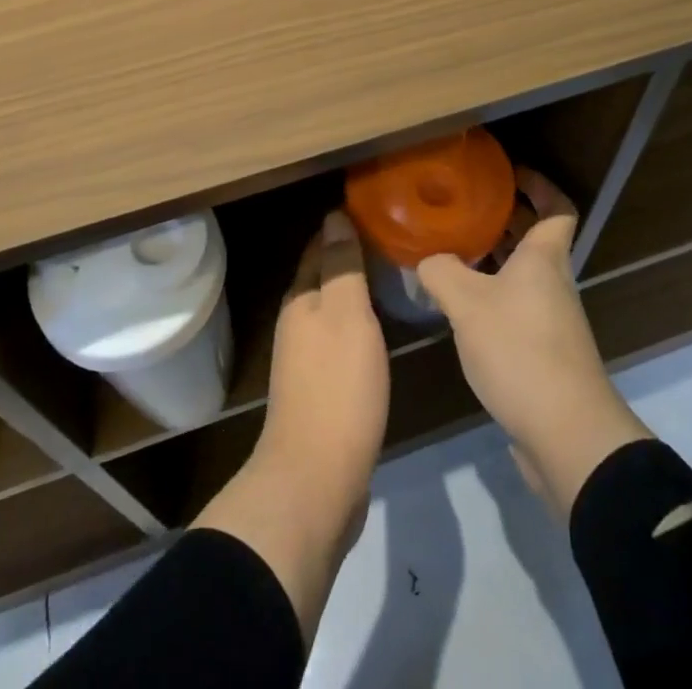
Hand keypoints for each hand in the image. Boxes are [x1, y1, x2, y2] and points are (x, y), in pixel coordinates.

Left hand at [193, 211, 388, 639]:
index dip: (342, 227)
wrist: (316, 481)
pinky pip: (340, 342)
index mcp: (301, 300)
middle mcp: (297, 324)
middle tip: (393, 242)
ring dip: (355, 293)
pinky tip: (380, 332)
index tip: (376, 211)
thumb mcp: (346, 315)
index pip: (319, 247)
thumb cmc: (337, 388)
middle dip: (350, 258)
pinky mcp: (320, 392)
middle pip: (323, 278)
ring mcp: (305, 360)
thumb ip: (342, 265)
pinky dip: (358, 326)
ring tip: (393, 280)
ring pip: (332, 311)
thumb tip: (334, 214)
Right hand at [417, 168, 649, 517]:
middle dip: (504, 218)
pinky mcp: (543, 352)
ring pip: (523, 274)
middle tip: (464, 207)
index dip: (539, 185)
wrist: (566, 434)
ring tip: (451, 250)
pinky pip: (516, 306)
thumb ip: (439, 272)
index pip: (557, 208)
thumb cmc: (521, 350)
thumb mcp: (466, 303)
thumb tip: (424, 259)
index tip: (509, 173)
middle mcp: (552, 282)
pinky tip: (459, 306)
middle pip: (536, 238)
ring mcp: (551, 319)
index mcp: (544, 258)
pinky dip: (492, 295)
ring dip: (494, 258)